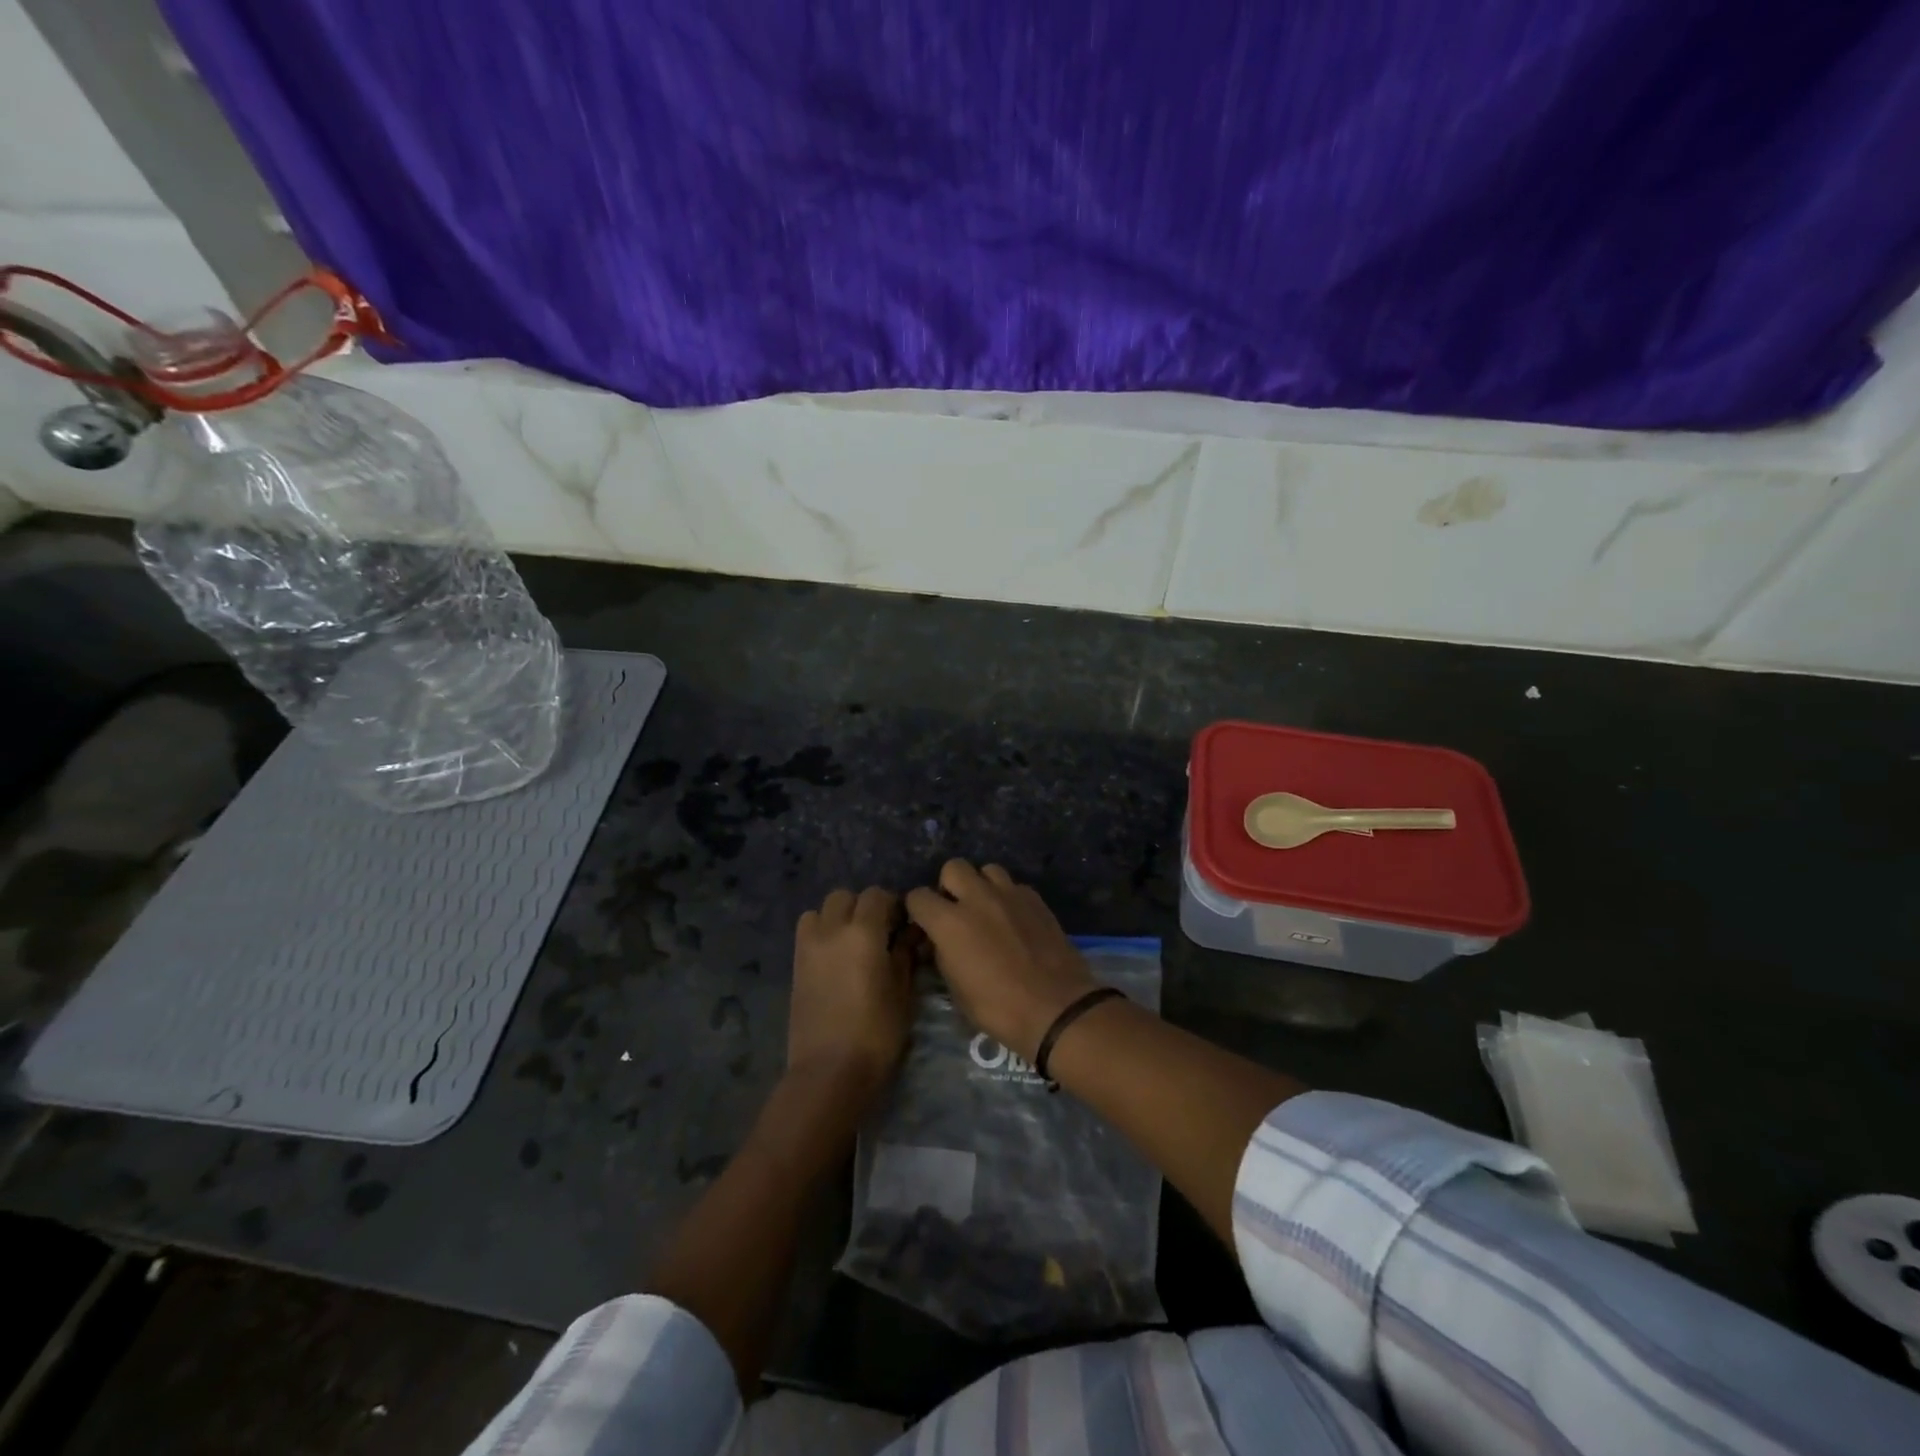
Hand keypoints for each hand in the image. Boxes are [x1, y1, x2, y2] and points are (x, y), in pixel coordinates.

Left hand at [787, 887, 912, 1102]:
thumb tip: (909, 935)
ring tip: (851, 941)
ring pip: (820, 910)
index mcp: (863, 932)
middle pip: (844, 896)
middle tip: (878, 931)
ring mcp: (808, 947)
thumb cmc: (876, 1033)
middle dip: (862, 906)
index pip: (876, 895)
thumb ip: (904, 956)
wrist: (829, 1071)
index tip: (902, 923)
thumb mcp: (902, 994)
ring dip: (837, 916)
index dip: (891, 904)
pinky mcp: (795, 966)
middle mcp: (832, 930)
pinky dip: (821, 933)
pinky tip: (835, 958)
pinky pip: (807, 932)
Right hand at [905, 860, 1098, 1060]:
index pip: (918, 897)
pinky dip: (1009, 898)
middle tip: (957, 911)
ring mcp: (1010, 895)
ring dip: (982, 886)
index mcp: (950, 922)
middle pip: (953, 867)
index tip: (925, 925)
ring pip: (988, 869)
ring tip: (988, 910)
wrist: (1057, 1008)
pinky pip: (1015, 886)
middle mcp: (978, 898)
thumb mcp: (956, 991)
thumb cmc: (999, 1008)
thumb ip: (943, 955)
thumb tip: (940, 943)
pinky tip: (1015, 920)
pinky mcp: (1036, 899)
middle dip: (949, 886)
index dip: (918, 910)